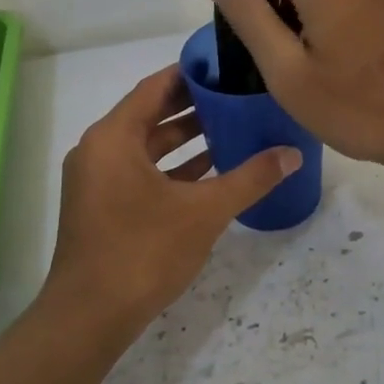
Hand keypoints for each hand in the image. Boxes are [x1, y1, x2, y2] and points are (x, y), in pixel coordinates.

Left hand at [41, 64, 300, 334]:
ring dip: (184, 140)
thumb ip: (250, 178)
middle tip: (237, 97)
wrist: (90, 316)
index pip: (155, 88)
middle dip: (193, 108)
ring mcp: (96, 181)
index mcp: (113, 137)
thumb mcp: (204, 211)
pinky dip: (170, 169)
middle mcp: (98, 150)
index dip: (190, 75)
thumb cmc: (143, 251)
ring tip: (231, 130)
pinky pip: (139, 173)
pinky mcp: (100, 207)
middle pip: (149, 115)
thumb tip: (293, 154)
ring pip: (145, 148)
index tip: (226, 67)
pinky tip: (209, 173)